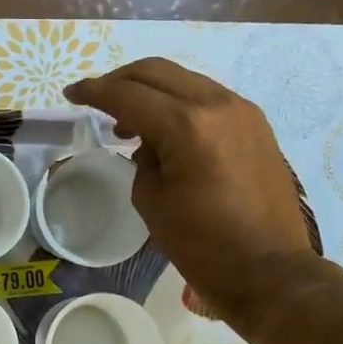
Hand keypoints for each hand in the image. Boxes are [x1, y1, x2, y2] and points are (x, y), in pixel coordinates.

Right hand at [65, 58, 324, 326]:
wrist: (271, 271)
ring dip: (151, 90)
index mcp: (187, 126)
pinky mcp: (256, 125)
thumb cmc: (204, 246)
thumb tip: (149, 143)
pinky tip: (165, 130)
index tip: (71, 94)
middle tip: (96, 99)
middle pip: (157, 72)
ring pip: (184, 80)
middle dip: (120, 80)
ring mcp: (242, 111)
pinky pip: (207, 98)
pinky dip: (178, 103)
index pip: (128, 94)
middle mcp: (217, 105)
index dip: (94, 91)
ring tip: (128, 122)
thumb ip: (142, 160)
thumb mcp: (153, 202)